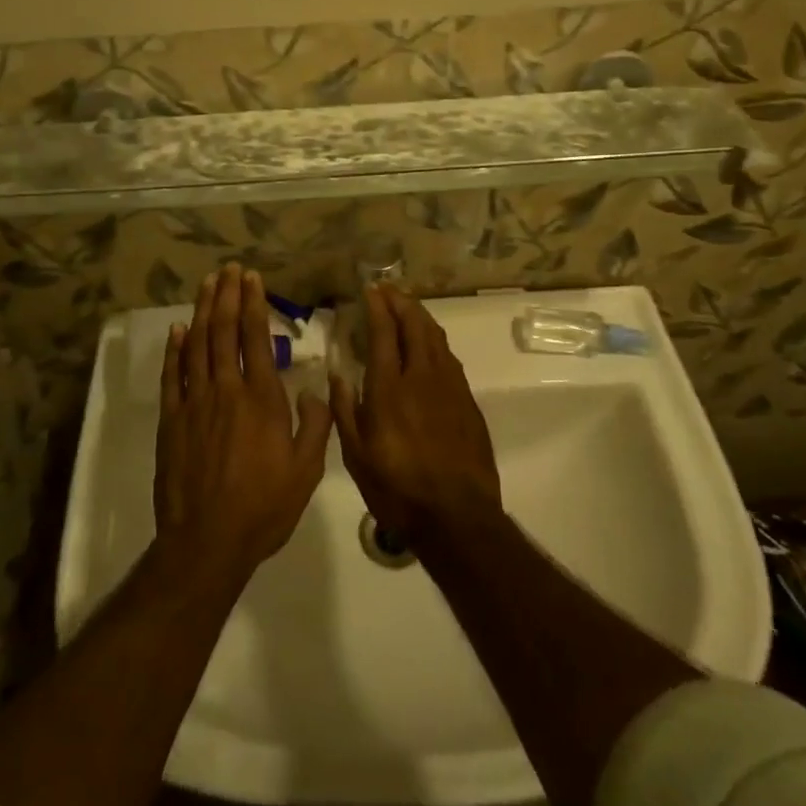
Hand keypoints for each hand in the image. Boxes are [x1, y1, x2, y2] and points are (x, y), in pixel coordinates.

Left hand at [155, 266, 332, 583]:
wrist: (207, 541)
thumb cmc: (264, 507)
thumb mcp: (306, 471)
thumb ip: (315, 426)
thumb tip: (314, 390)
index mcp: (262, 399)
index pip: (256, 339)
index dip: (254, 304)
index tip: (252, 278)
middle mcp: (227, 390)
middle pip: (224, 332)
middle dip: (227, 296)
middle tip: (228, 269)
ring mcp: (194, 403)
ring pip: (198, 345)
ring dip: (203, 311)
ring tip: (207, 284)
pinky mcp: (171, 420)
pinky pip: (172, 375)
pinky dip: (175, 349)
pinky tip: (178, 330)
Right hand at [326, 286, 501, 545]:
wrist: (457, 516)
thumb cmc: (398, 489)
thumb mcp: (357, 456)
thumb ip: (345, 411)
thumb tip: (338, 374)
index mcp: (389, 389)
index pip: (384, 334)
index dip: (378, 308)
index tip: (371, 290)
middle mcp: (422, 378)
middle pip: (415, 326)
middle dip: (401, 302)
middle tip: (389, 289)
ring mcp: (450, 387)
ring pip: (436, 338)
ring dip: (421, 317)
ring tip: (408, 307)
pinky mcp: (467, 402)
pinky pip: (449, 358)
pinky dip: (436, 340)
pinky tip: (430, 345)